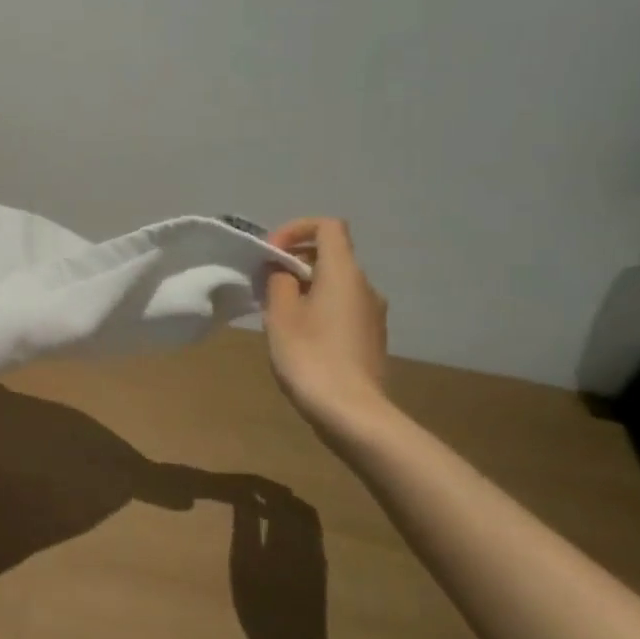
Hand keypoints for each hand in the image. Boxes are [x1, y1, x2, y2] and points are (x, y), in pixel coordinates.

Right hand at [263, 218, 391, 430]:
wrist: (351, 412)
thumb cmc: (310, 356)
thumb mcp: (281, 314)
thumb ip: (278, 281)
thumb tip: (282, 270)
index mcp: (344, 273)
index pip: (328, 226)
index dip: (297, 229)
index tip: (271, 253)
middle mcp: (366, 286)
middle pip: (331, 255)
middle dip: (295, 262)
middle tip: (266, 285)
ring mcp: (373, 313)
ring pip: (336, 284)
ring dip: (306, 287)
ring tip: (278, 313)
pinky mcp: (372, 337)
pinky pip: (343, 307)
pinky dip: (319, 308)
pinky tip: (300, 337)